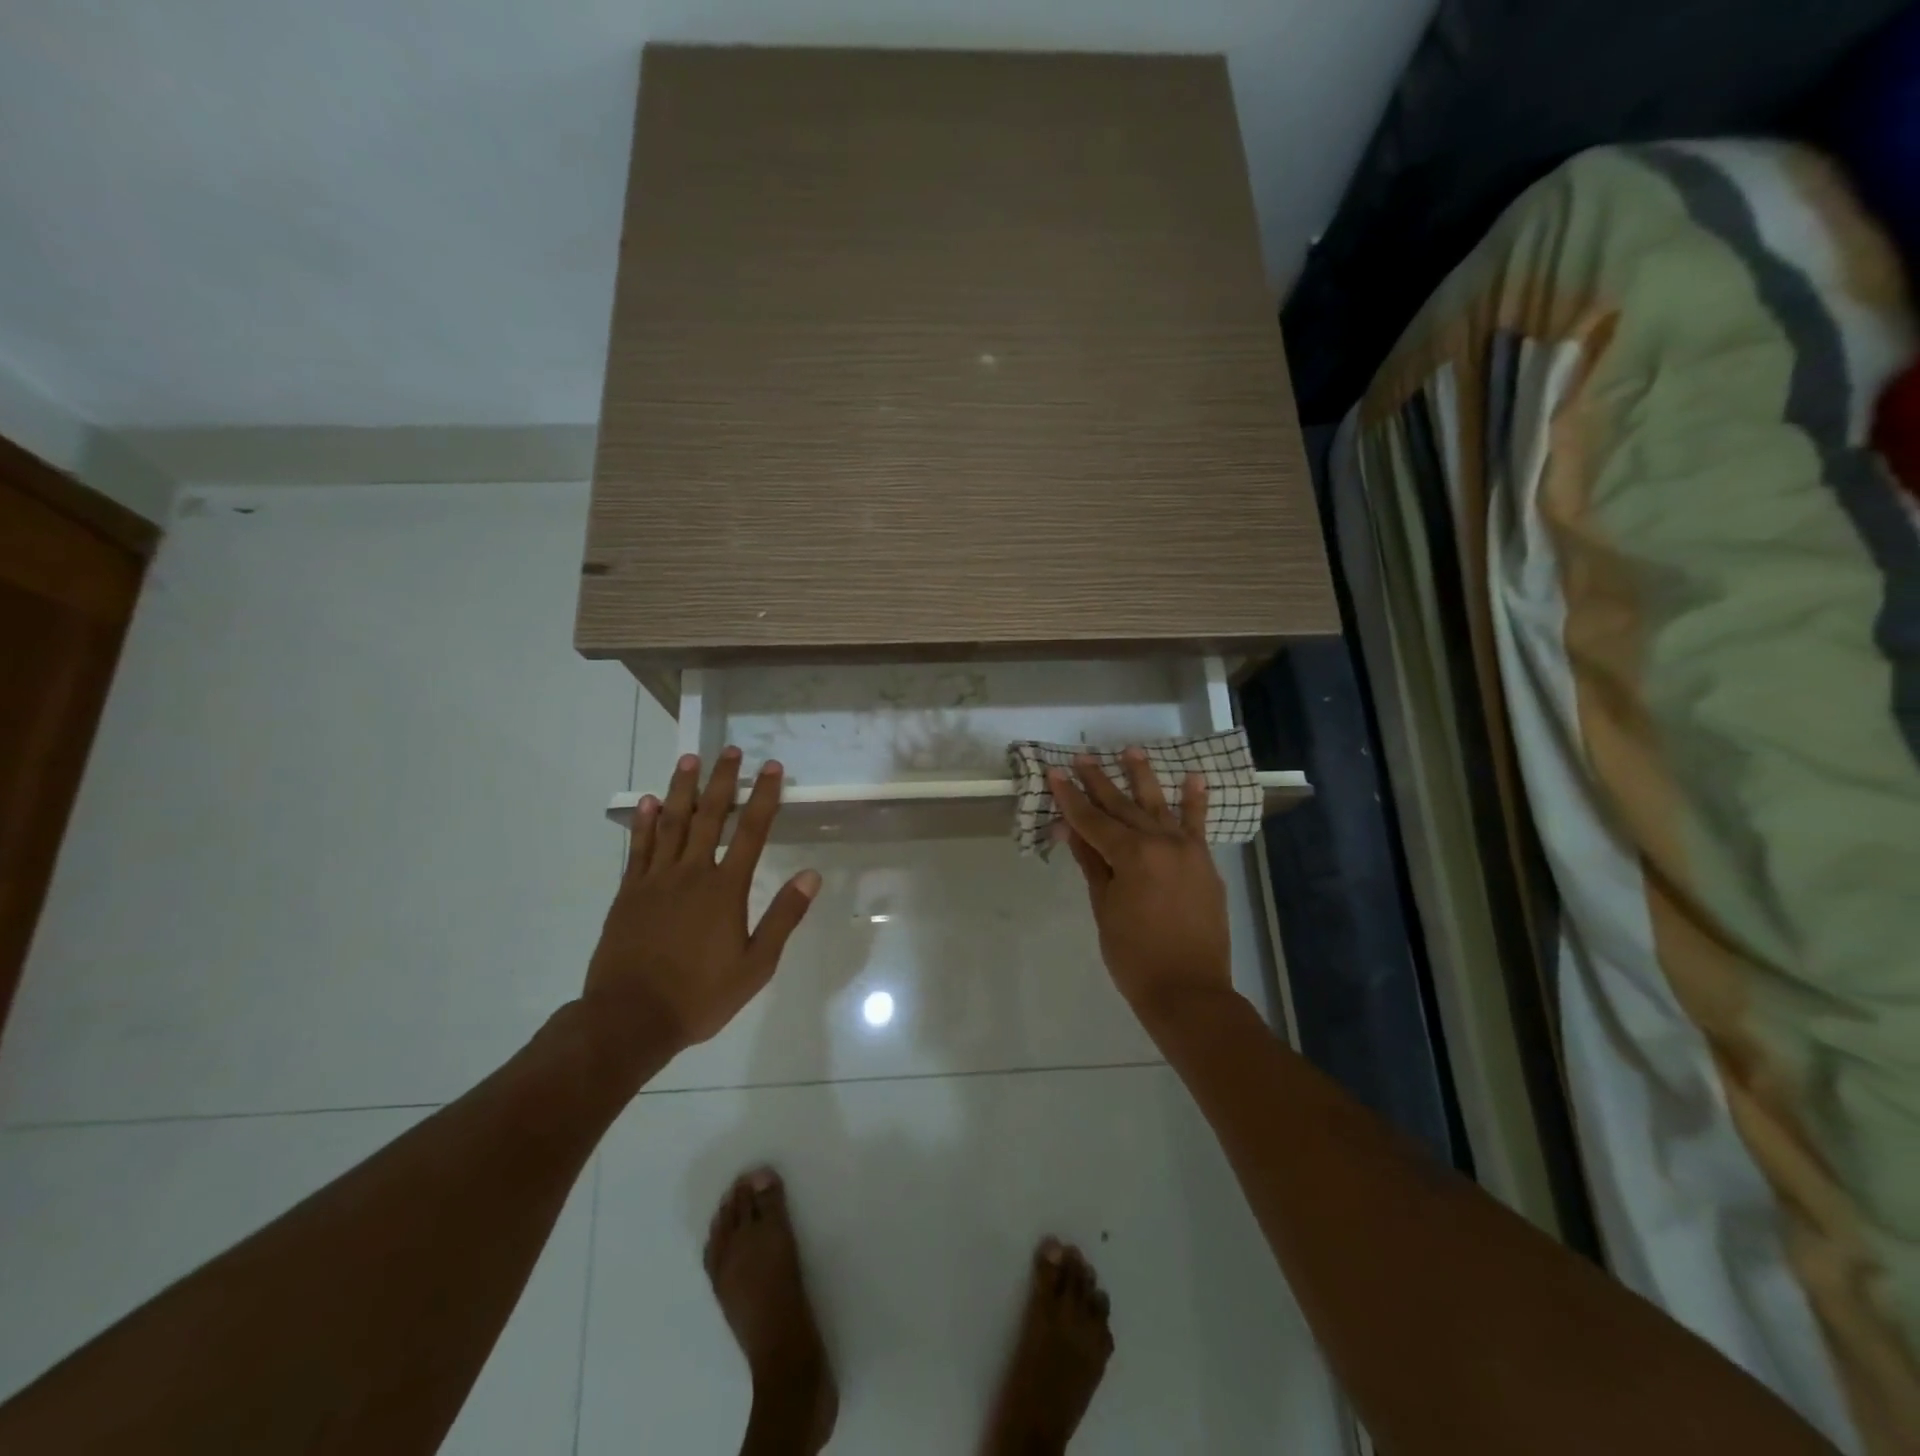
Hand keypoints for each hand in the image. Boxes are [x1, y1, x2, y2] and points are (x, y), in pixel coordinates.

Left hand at [584, 749, 820, 1061]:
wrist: (630, 1018)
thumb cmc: (700, 995)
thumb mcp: (756, 965)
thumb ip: (783, 917)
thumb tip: (811, 875)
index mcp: (725, 889)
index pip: (752, 832)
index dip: (764, 797)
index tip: (771, 767)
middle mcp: (692, 873)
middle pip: (710, 816)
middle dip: (723, 781)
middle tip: (729, 750)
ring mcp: (656, 880)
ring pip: (672, 823)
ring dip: (683, 788)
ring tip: (689, 759)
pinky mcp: (629, 893)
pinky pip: (638, 848)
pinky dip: (645, 822)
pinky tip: (650, 802)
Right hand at [1051, 750, 1234, 1026]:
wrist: (1189, 990)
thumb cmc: (1134, 956)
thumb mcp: (1104, 907)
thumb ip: (1091, 863)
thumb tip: (1071, 829)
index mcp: (1130, 855)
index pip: (1092, 819)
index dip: (1069, 797)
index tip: (1054, 773)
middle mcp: (1160, 842)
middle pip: (1122, 806)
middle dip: (1099, 781)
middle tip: (1081, 758)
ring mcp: (1187, 850)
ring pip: (1159, 805)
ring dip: (1143, 777)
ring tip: (1130, 750)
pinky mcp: (1205, 862)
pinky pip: (1198, 825)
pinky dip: (1195, 801)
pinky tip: (1194, 777)